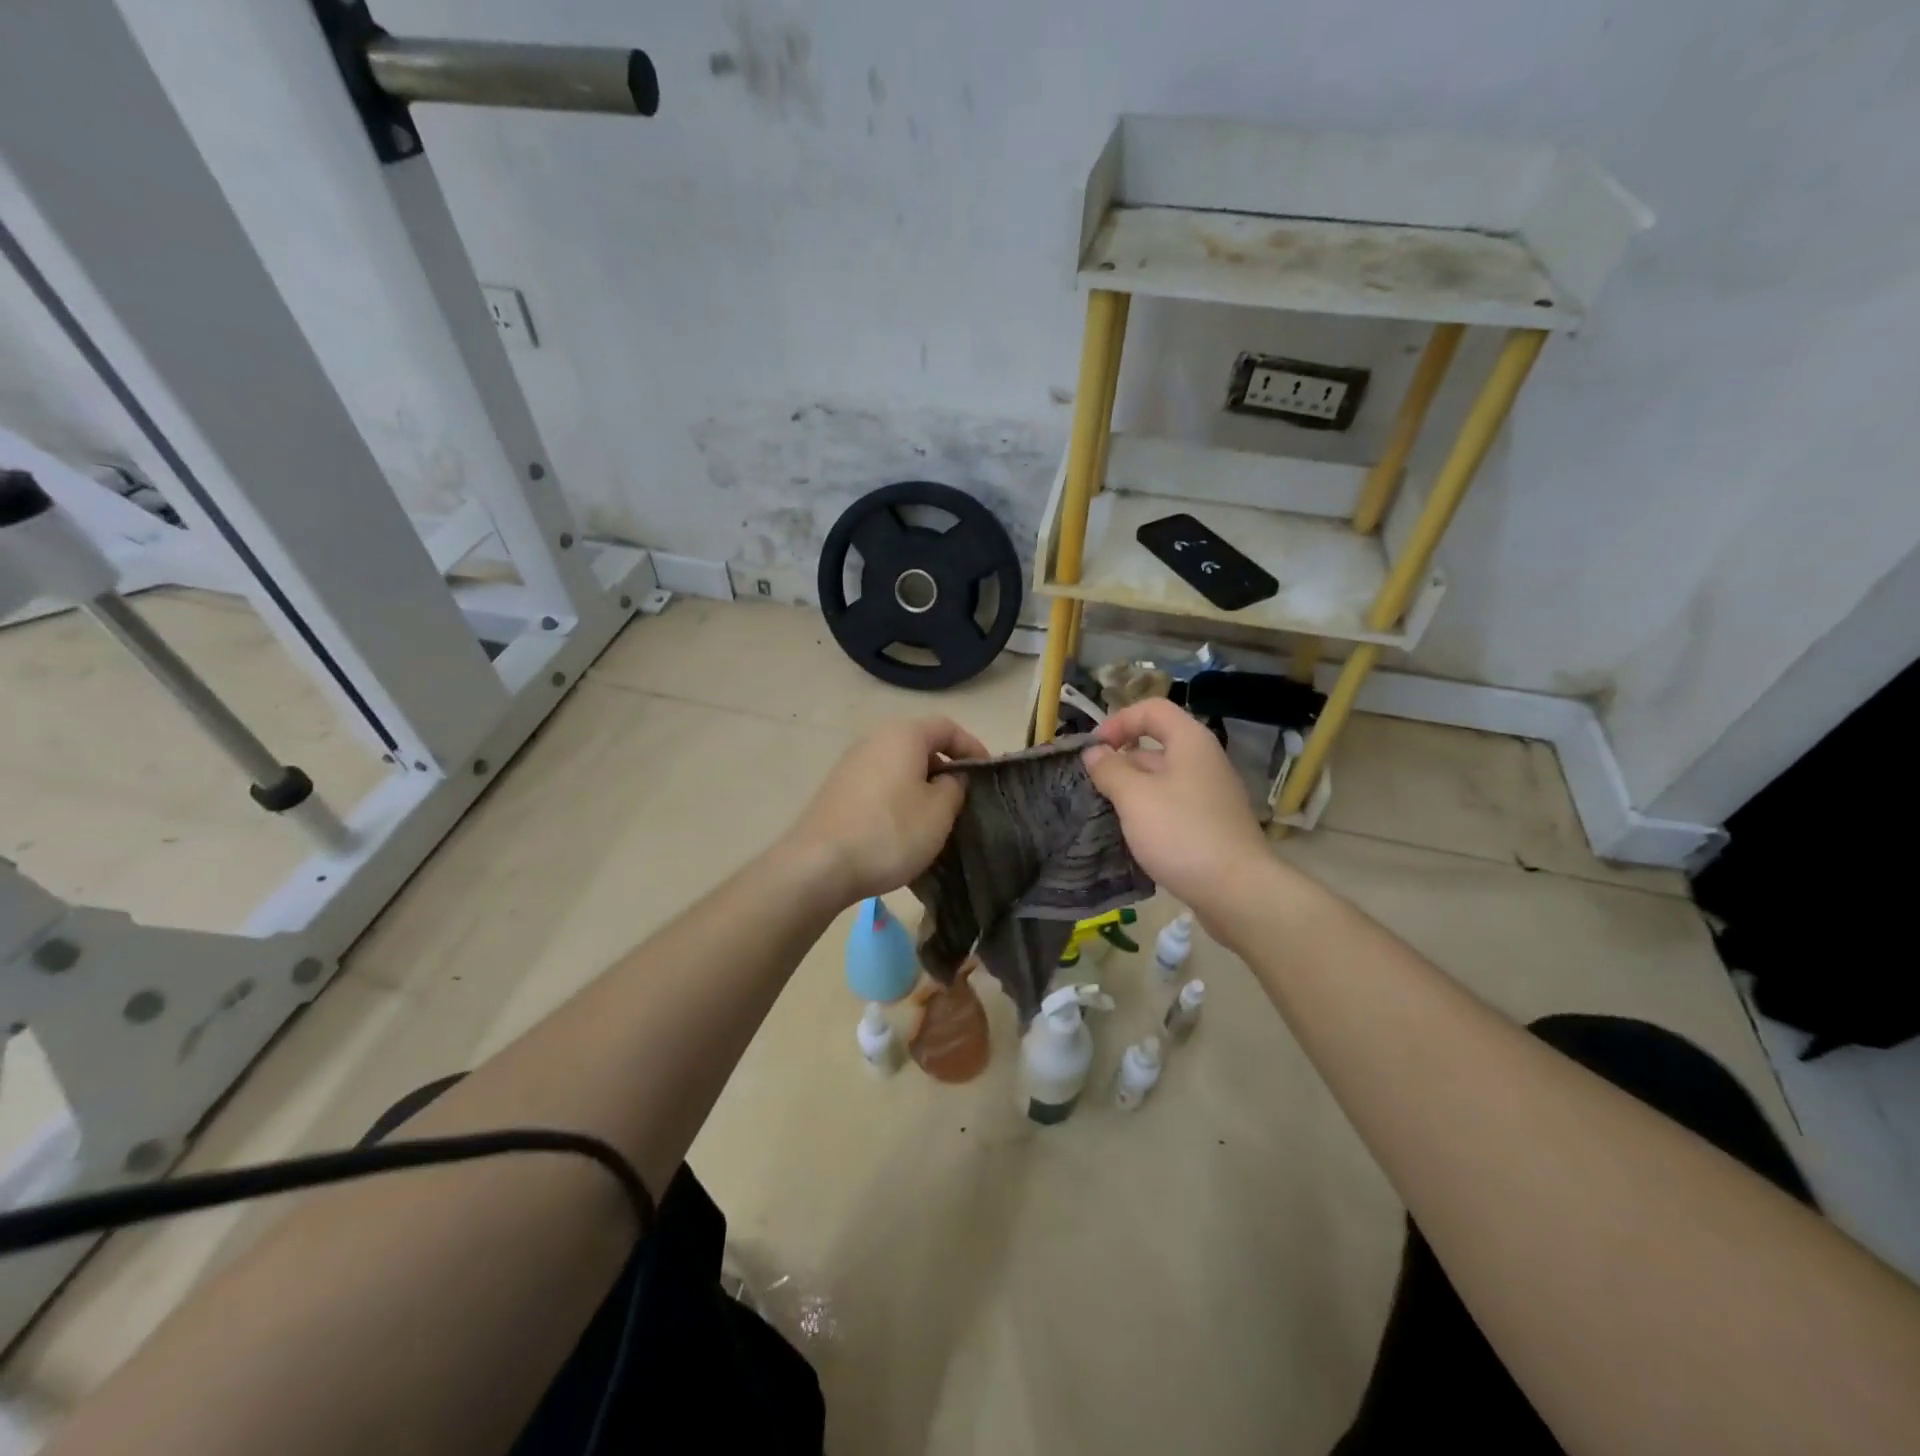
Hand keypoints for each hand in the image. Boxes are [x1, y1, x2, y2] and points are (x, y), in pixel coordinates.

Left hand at [783, 717, 988, 905]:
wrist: (818, 865)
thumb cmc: (890, 832)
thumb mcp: (939, 811)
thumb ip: (955, 787)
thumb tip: (949, 779)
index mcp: (903, 735)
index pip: (947, 727)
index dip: (972, 747)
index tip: (986, 774)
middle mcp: (874, 740)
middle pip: (920, 745)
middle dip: (945, 769)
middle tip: (963, 800)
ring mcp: (850, 765)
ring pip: (898, 768)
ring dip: (920, 787)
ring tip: (935, 819)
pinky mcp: (836, 791)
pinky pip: (878, 786)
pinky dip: (897, 800)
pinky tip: (901, 831)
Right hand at [1082, 698, 1271, 924]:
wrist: (1237, 891)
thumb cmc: (1182, 833)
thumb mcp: (1134, 797)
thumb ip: (1110, 769)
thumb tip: (1095, 753)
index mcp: (1190, 742)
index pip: (1151, 709)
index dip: (1119, 721)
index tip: (1094, 750)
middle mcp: (1204, 761)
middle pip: (1156, 744)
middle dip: (1121, 760)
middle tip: (1093, 786)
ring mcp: (1210, 794)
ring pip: (1162, 779)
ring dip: (1131, 789)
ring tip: (1105, 812)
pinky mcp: (1211, 824)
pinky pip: (1173, 805)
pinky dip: (1149, 812)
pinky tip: (1132, 834)